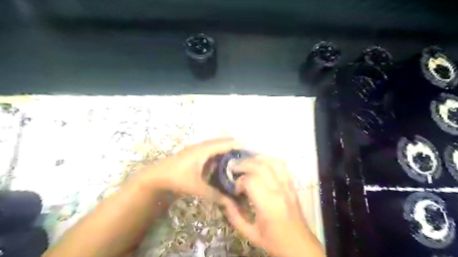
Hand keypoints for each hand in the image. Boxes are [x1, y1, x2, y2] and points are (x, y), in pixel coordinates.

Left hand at [140, 139, 244, 199]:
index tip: (251, 149)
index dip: (238, 145)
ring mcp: (197, 149)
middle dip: (235, 146)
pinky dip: (219, 153)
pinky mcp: (194, 153)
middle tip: (247, 154)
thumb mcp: (196, 187)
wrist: (156, 176)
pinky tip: (223, 162)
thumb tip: (230, 202)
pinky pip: (211, 150)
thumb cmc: (176, 178)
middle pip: (222, 142)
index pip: (225, 144)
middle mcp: (202, 146)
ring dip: (227, 149)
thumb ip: (213, 194)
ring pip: (216, 146)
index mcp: (204, 150)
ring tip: (238, 157)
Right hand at [221, 157, 321, 256]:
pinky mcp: (291, 185)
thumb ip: (234, 216)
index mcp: (267, 205)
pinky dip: (270, 161)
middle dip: (244, 164)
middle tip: (234, 169)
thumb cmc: (274, 241)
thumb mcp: (250, 234)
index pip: (250, 180)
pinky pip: (282, 166)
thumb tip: (224, 198)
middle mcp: (278, 191)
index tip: (235, 190)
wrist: (299, 245)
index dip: (239, 182)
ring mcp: (287, 186)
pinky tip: (261, 164)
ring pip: (271, 163)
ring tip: (246, 164)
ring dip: (256, 160)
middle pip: (260, 167)